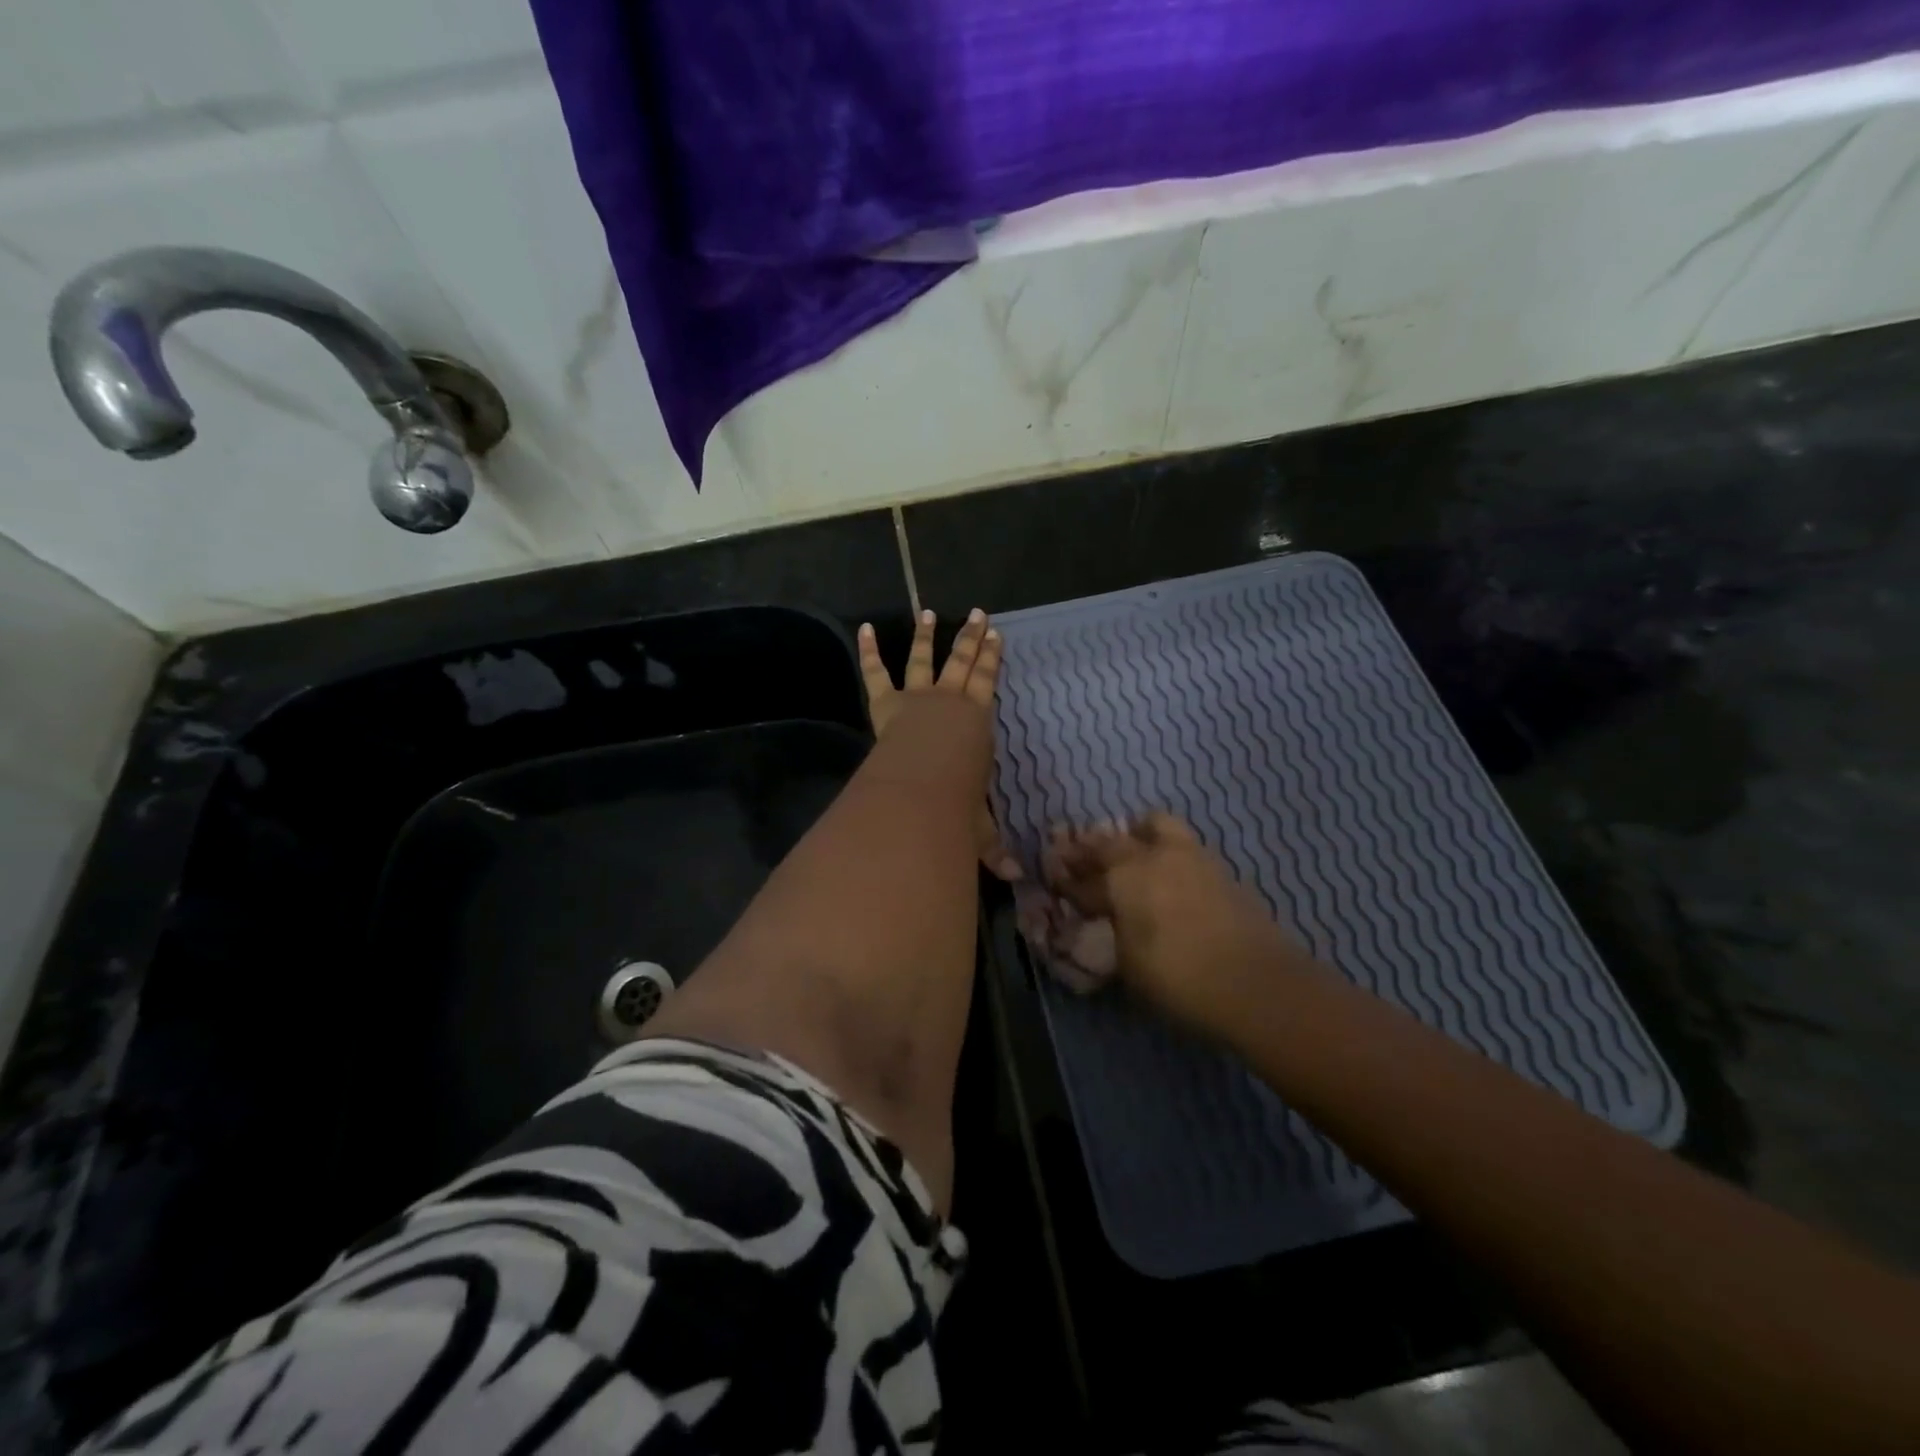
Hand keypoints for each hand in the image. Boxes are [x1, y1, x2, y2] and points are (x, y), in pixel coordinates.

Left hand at [858, 608, 1020, 880]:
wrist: (919, 789)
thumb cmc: (955, 803)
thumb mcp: (978, 826)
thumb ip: (993, 847)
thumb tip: (1016, 879)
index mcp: (976, 722)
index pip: (988, 683)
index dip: (992, 660)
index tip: (997, 636)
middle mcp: (949, 702)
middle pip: (962, 662)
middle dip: (971, 638)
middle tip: (978, 615)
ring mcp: (916, 698)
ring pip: (924, 659)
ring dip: (927, 636)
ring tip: (928, 613)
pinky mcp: (886, 704)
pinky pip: (876, 672)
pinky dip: (870, 651)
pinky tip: (865, 628)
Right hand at [1033, 812, 1307, 1032]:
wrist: (1259, 985)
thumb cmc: (1180, 979)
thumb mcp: (1129, 965)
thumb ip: (1113, 933)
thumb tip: (1107, 919)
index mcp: (1125, 875)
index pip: (1085, 873)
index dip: (1068, 877)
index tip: (1056, 878)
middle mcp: (1155, 855)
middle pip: (1115, 839)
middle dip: (1094, 849)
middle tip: (1086, 861)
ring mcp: (1193, 857)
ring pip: (1157, 826)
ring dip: (1138, 836)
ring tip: (1133, 854)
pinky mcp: (1223, 870)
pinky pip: (1185, 846)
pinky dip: (1169, 853)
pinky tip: (1169, 876)